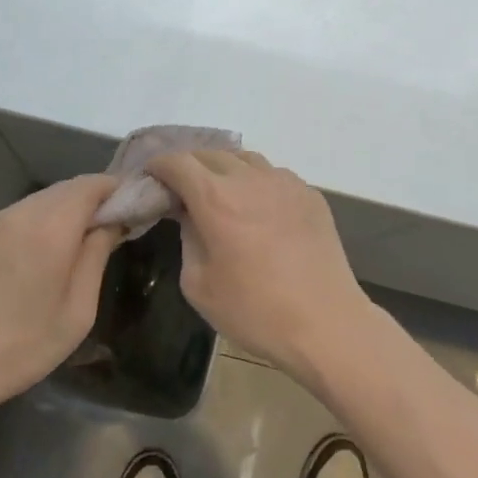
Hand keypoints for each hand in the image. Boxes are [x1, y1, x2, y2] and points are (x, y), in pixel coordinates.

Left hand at [0, 175, 120, 426]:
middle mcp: (19, 213)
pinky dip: (37, 223)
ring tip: (77, 243)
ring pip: (39, 201)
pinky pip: (16, 216)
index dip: (116, 190)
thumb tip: (112, 222)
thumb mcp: (77, 311)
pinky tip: (39, 255)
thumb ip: (97, 256)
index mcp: (50, 227)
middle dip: (91, 200)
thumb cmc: (21, 347)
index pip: (91, 184)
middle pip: (65, 189)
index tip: (133, 208)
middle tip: (110, 227)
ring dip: (63, 212)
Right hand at [146, 150, 372, 377]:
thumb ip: (187, 239)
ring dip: (225, 169)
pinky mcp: (310, 194)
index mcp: (216, 198)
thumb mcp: (199, 284)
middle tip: (181, 187)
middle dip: (190, 165)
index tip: (151, 177)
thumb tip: (189, 216)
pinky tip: (259, 209)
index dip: (159, 165)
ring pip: (246, 159)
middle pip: (211, 154)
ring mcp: (284, 182)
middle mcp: (249, 179)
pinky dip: (257, 183)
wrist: (326, 323)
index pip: (178, 162)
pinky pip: (274, 176)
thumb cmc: (255, 310)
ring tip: (221, 192)